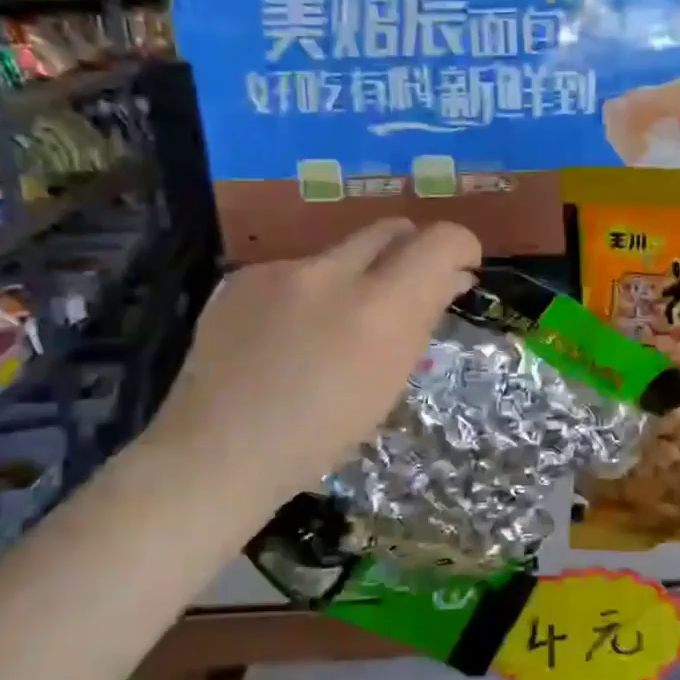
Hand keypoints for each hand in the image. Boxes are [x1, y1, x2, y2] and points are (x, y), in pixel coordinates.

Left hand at [149, 219, 479, 515]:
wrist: (219, 451)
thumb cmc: (321, 435)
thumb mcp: (390, 383)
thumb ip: (421, 319)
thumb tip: (449, 278)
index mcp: (380, 309)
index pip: (440, 240)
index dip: (460, 246)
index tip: (460, 268)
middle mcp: (332, 273)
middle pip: (391, 228)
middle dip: (410, 248)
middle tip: (407, 286)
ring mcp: (282, 270)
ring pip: (340, 253)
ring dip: (354, 277)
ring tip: (332, 326)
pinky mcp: (244, 275)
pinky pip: (295, 270)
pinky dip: (307, 292)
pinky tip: (286, 334)